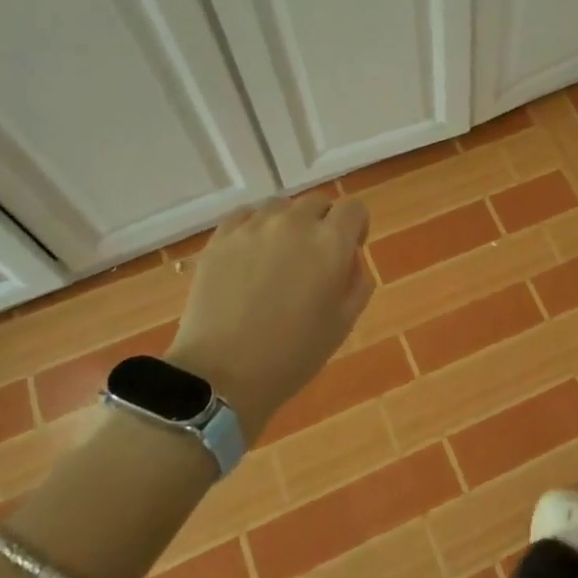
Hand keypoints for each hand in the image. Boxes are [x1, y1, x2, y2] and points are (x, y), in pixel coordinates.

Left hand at [165, 193, 372, 439]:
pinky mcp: (220, 238)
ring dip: (288, 224)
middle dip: (323, 224)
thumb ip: (357, 282)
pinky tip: (251, 254)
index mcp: (331, 243)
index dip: (356, 227)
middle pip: (317, 203)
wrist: (222, 374)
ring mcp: (253, 227)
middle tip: (313, 260)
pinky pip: (245, 215)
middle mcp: (294, 223)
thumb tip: (349, 260)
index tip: (350, 251)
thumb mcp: (343, 323)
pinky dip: (255, 227)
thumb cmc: (293, 354)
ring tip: (278, 257)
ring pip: (280, 207)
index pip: (354, 209)